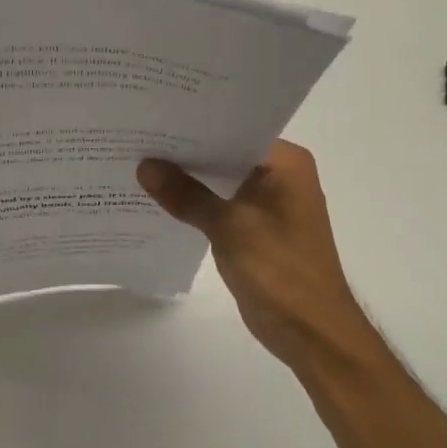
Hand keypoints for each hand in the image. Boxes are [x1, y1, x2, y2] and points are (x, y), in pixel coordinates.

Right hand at [137, 140, 376, 373]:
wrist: (310, 331)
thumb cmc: (279, 271)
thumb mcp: (229, 227)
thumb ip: (186, 195)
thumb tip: (145, 166)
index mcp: (285, 163)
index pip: (234, 128)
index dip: (194, 123)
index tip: (154, 116)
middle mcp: (280, 176)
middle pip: (225, 154)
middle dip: (184, 152)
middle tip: (136, 138)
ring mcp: (268, 204)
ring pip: (220, 182)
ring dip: (187, 180)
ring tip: (138, 164)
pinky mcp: (255, 230)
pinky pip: (220, 207)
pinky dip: (195, 204)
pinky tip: (158, 201)